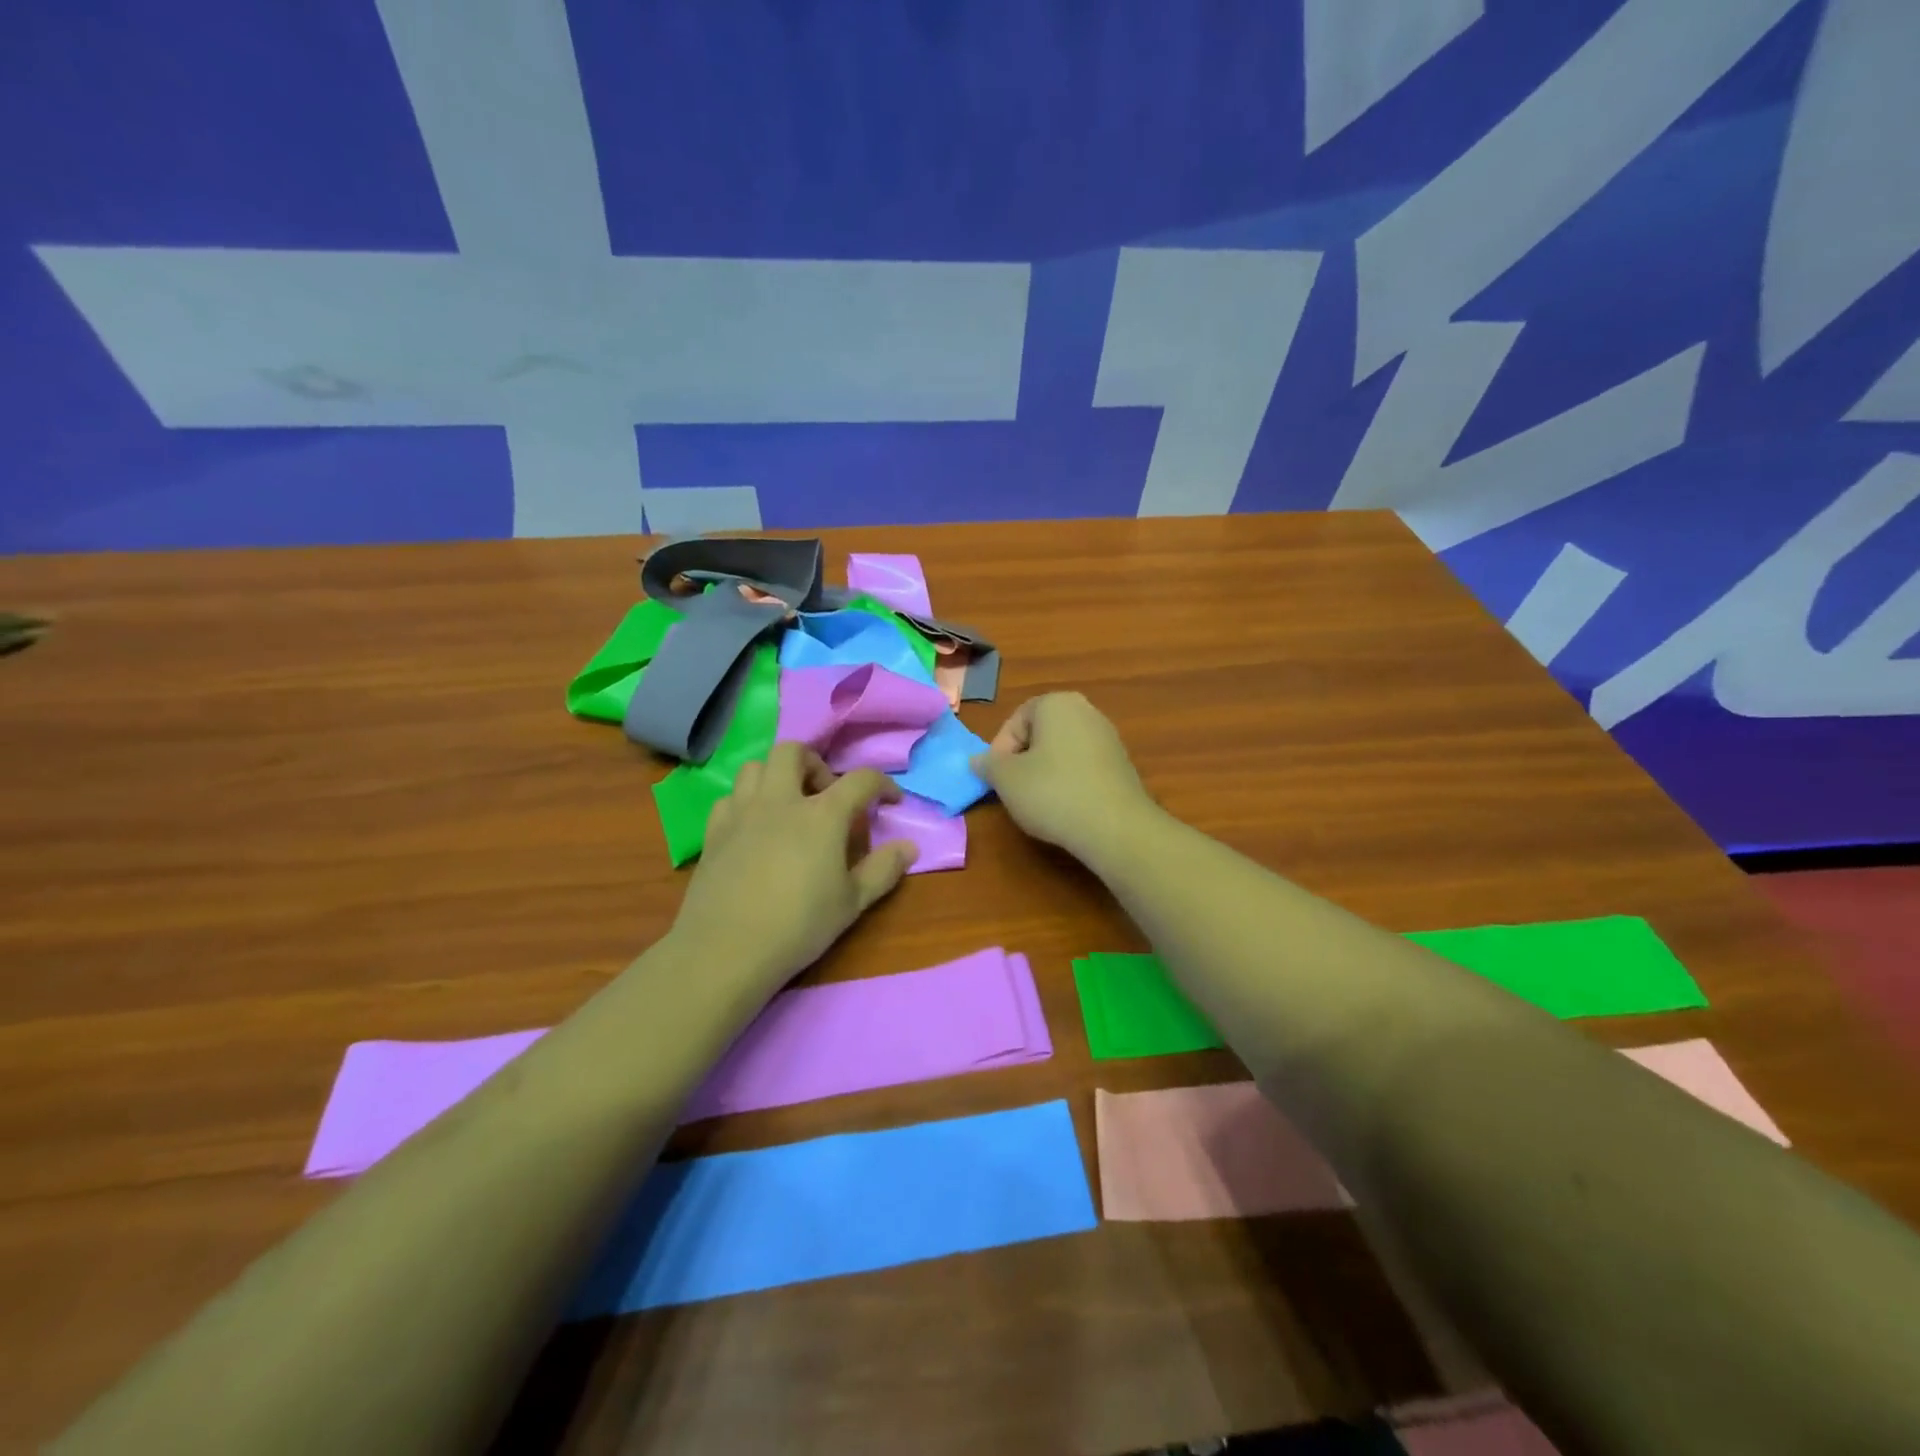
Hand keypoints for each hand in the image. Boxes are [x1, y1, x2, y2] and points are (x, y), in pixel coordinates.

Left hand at [671, 743, 917, 988]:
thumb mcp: (852, 903)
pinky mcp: (714, 832)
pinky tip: (755, 828)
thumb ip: (883, 870)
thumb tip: (909, 847)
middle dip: (816, 764)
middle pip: (794, 752)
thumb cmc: (799, 925)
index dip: (882, 785)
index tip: (891, 802)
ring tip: (789, 806)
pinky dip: (747, 802)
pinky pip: (730, 798)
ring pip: (756, 766)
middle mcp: (780, 800)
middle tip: (827, 796)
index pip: (861, 779)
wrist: (726, 949)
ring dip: (777, 776)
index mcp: (822, 814)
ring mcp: (742, 812)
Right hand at [971, 693, 1154, 858]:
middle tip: (1014, 789)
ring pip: (1062, 752)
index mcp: (1057, 703)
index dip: (1000, 750)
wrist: (1115, 827)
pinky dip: (1069, 783)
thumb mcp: (1006, 779)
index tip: (998, 778)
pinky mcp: (1122, 765)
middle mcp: (1086, 711)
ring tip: (1038, 803)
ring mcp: (1109, 738)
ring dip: (1045, 773)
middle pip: (1040, 734)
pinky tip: (1066, 809)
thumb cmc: (1052, 792)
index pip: (1016, 720)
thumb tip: (978, 760)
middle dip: (1023, 760)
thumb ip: (988, 764)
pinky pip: (1083, 768)